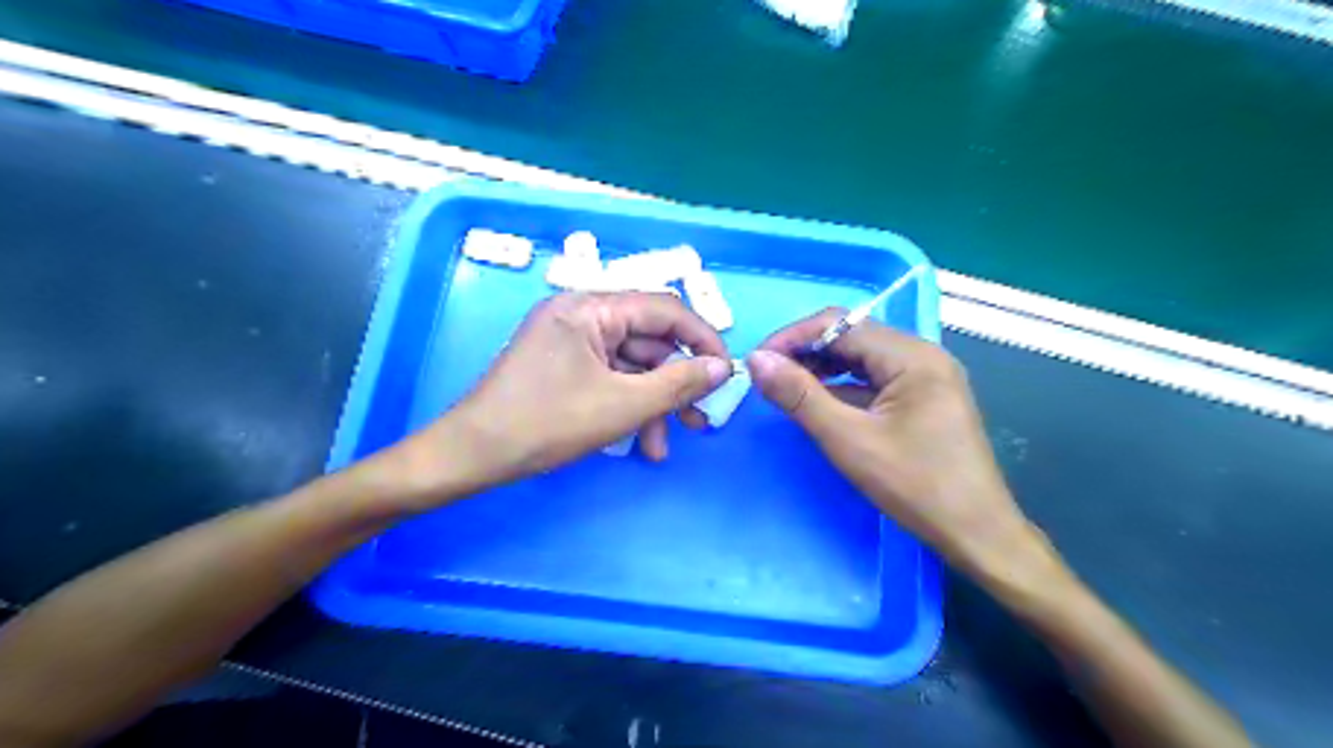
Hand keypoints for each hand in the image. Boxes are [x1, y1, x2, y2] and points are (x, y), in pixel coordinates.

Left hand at [392, 289, 725, 502]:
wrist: (472, 455)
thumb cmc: (546, 422)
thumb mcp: (622, 405)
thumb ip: (678, 383)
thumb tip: (721, 369)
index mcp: (591, 307)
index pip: (665, 310)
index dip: (702, 340)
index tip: (725, 375)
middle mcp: (581, 315)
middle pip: (649, 341)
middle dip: (676, 384)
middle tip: (700, 420)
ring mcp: (570, 341)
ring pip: (631, 367)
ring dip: (653, 405)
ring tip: (665, 446)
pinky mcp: (563, 366)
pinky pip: (609, 379)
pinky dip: (628, 408)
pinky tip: (640, 443)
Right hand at [749, 306, 1039, 575]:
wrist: (977, 533)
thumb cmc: (916, 487)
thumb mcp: (849, 440)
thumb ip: (800, 396)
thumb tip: (757, 360)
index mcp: (912, 356)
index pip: (840, 324)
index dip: (793, 337)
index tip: (758, 361)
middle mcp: (922, 355)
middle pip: (852, 336)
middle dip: (805, 352)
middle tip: (767, 377)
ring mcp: (926, 376)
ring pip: (862, 357)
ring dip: (822, 368)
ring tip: (787, 389)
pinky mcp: (924, 398)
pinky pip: (874, 379)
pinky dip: (843, 386)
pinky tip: (820, 404)